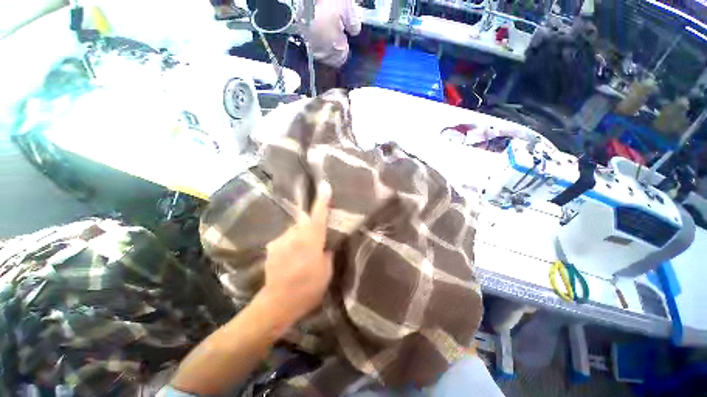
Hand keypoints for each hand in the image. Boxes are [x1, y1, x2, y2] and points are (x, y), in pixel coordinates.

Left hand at [260, 181, 333, 324]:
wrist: (277, 303)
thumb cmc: (308, 288)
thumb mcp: (327, 271)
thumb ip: (327, 252)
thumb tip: (326, 243)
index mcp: (311, 239)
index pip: (319, 215)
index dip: (323, 200)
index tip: (325, 185)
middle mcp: (294, 235)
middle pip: (305, 222)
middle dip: (312, 226)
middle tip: (317, 239)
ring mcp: (280, 240)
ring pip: (295, 231)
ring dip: (301, 237)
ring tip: (303, 253)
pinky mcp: (271, 247)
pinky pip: (286, 239)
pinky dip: (291, 244)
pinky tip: (291, 259)